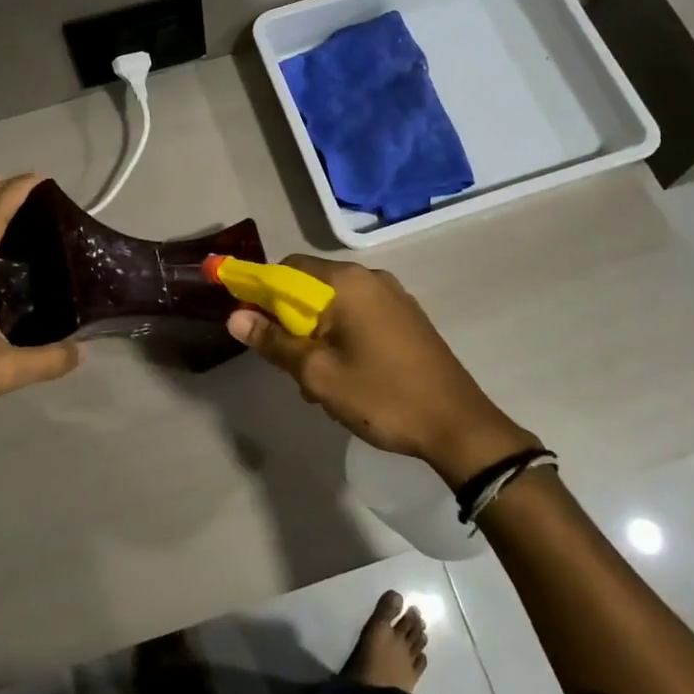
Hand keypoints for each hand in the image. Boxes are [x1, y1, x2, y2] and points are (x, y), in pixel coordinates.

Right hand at [225, 256, 535, 482]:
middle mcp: (371, 278)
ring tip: (320, 381)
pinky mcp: (407, 317)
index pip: (287, 268)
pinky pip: (360, 315)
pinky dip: (342, 336)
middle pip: (311, 286)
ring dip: (317, 334)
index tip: (254, 327)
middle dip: (291, 321)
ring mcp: (394, 296)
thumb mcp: (318, 374)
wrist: (458, 425)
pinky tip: (348, 376)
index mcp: (347, 282)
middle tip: (290, 365)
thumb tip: (235, 317)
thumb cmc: (381, 396)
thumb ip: (274, 342)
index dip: (261, 292)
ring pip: (335, 305)